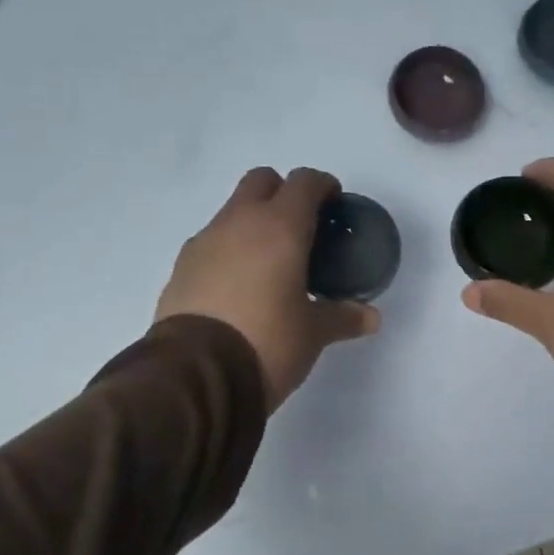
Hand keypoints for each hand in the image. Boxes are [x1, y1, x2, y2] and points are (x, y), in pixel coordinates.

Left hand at [155, 167, 379, 409]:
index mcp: (280, 227)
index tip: (334, 204)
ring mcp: (204, 242)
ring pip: (232, 211)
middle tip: (301, 229)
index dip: (323, 187)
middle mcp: (238, 222)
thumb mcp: (313, 333)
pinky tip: (239, 287)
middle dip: (283, 193)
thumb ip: (344, 317)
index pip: (304, 183)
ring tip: (270, 264)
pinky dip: (229, 251)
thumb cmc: (268, 341)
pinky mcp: (181, 267)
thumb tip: (372, 318)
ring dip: (253, 223)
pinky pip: (211, 243)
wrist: (196, 373)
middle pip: (261, 181)